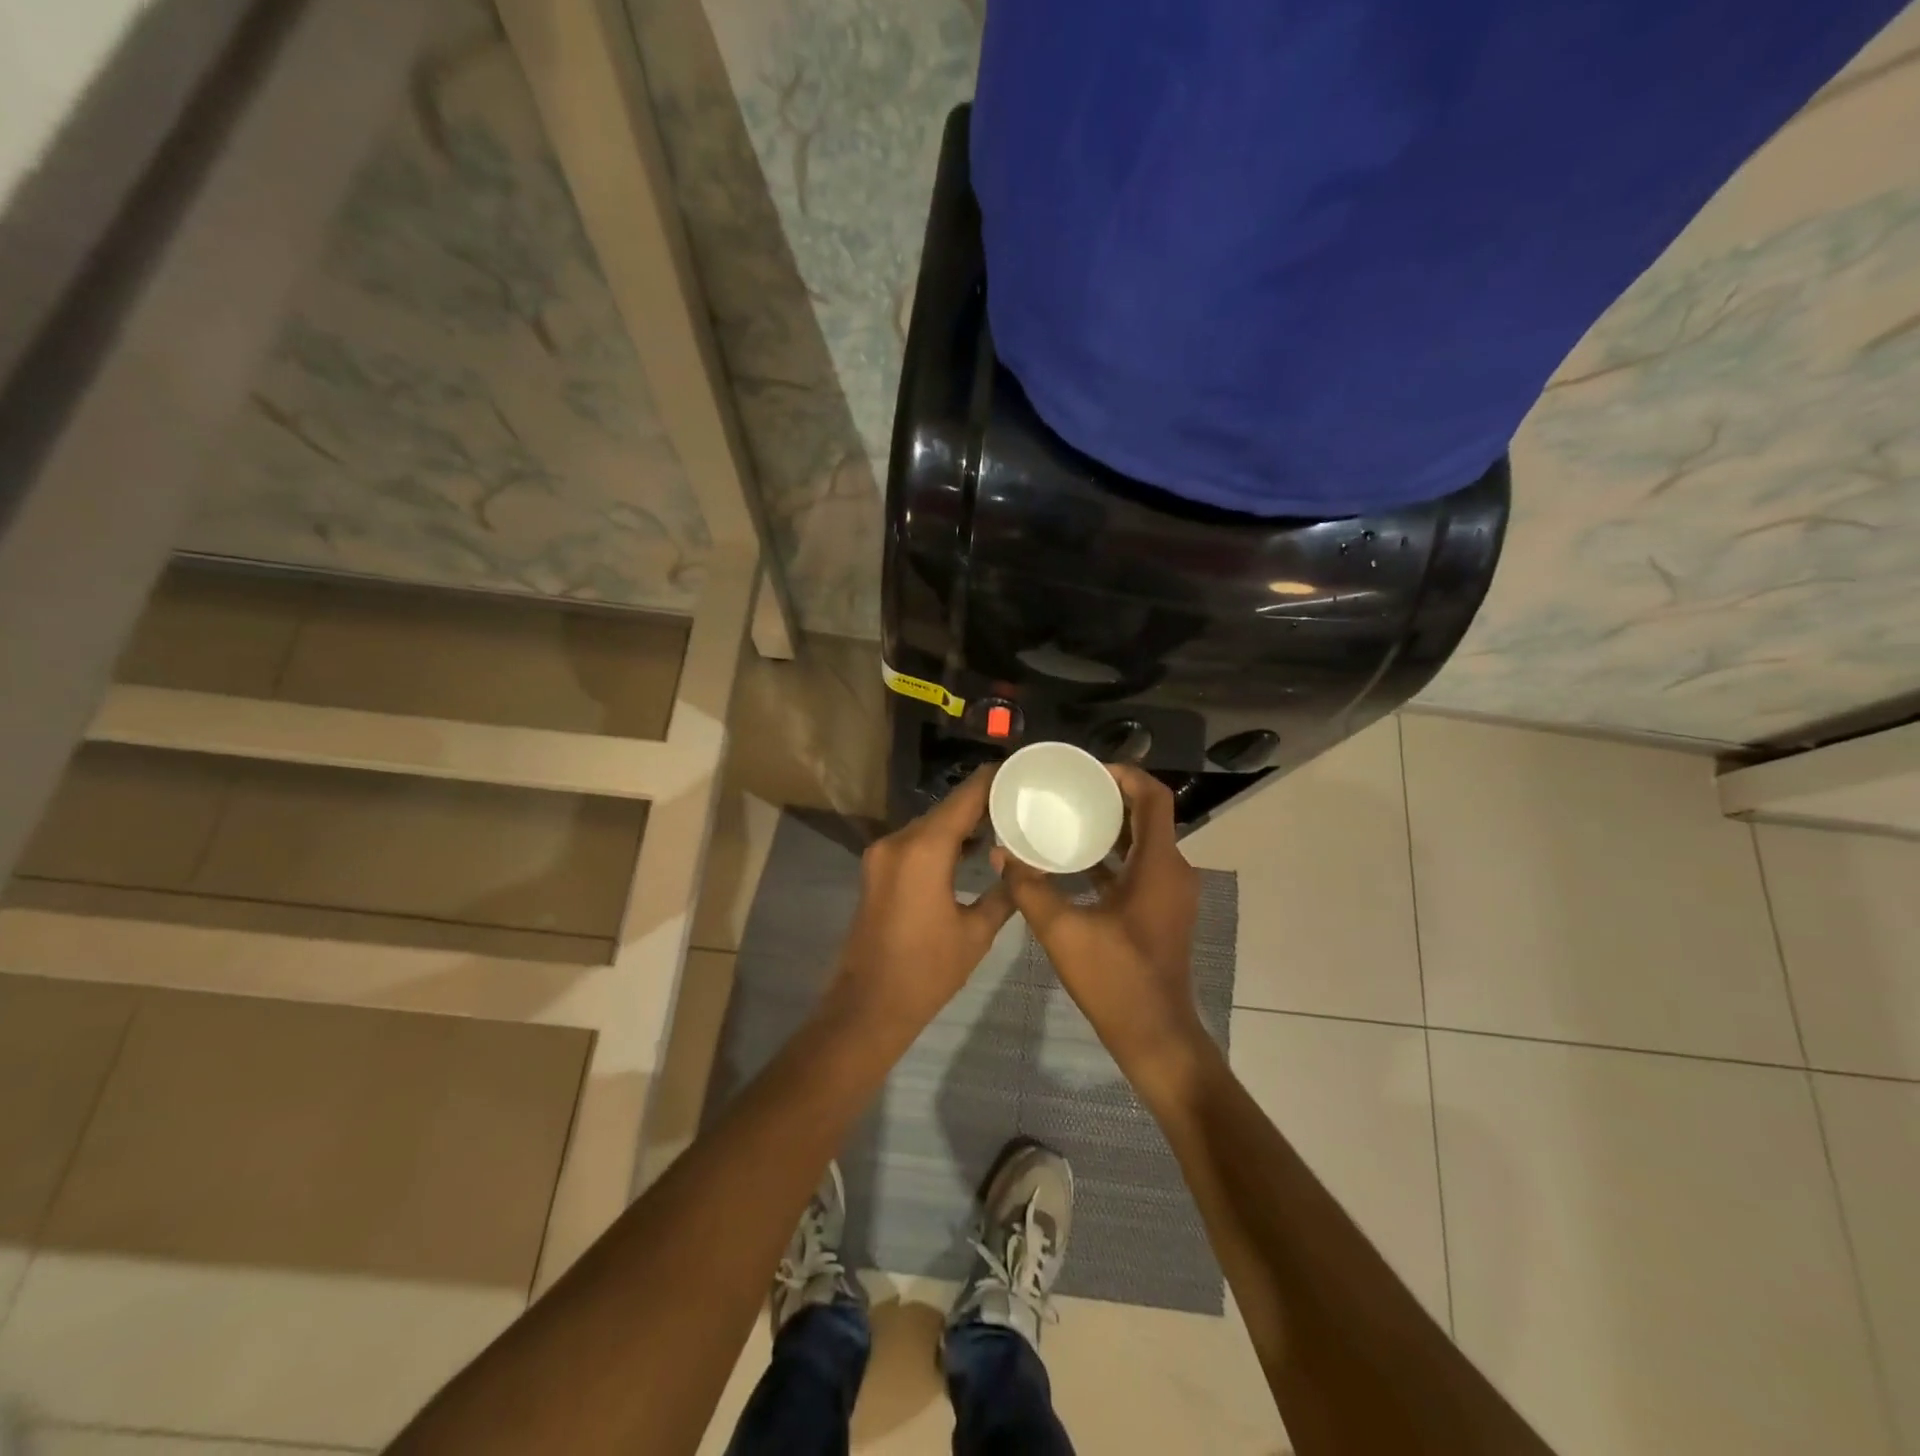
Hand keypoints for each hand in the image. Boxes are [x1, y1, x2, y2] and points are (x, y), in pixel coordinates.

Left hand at [830, 767, 1014, 1037]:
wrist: (868, 1006)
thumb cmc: (927, 971)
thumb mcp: (976, 932)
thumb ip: (1003, 893)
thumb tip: (1021, 869)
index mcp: (925, 849)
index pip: (964, 798)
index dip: (991, 780)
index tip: (1019, 768)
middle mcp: (899, 842)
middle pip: (945, 809)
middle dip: (980, 802)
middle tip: (1020, 800)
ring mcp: (882, 855)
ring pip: (929, 825)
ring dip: (960, 823)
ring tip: (1002, 822)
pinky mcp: (876, 870)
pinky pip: (914, 843)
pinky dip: (940, 840)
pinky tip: (969, 849)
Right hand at [994, 765, 1206, 1075]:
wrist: (1155, 1036)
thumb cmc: (1115, 979)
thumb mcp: (1062, 931)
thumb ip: (1030, 888)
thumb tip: (1002, 853)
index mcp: (1158, 865)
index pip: (1154, 797)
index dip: (1125, 774)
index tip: (1088, 771)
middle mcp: (1173, 870)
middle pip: (1149, 815)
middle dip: (1111, 797)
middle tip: (1069, 790)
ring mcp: (1170, 892)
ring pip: (1144, 842)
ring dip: (1111, 827)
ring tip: (1068, 816)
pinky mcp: (1161, 910)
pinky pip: (1140, 867)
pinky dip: (1114, 856)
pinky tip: (1076, 861)